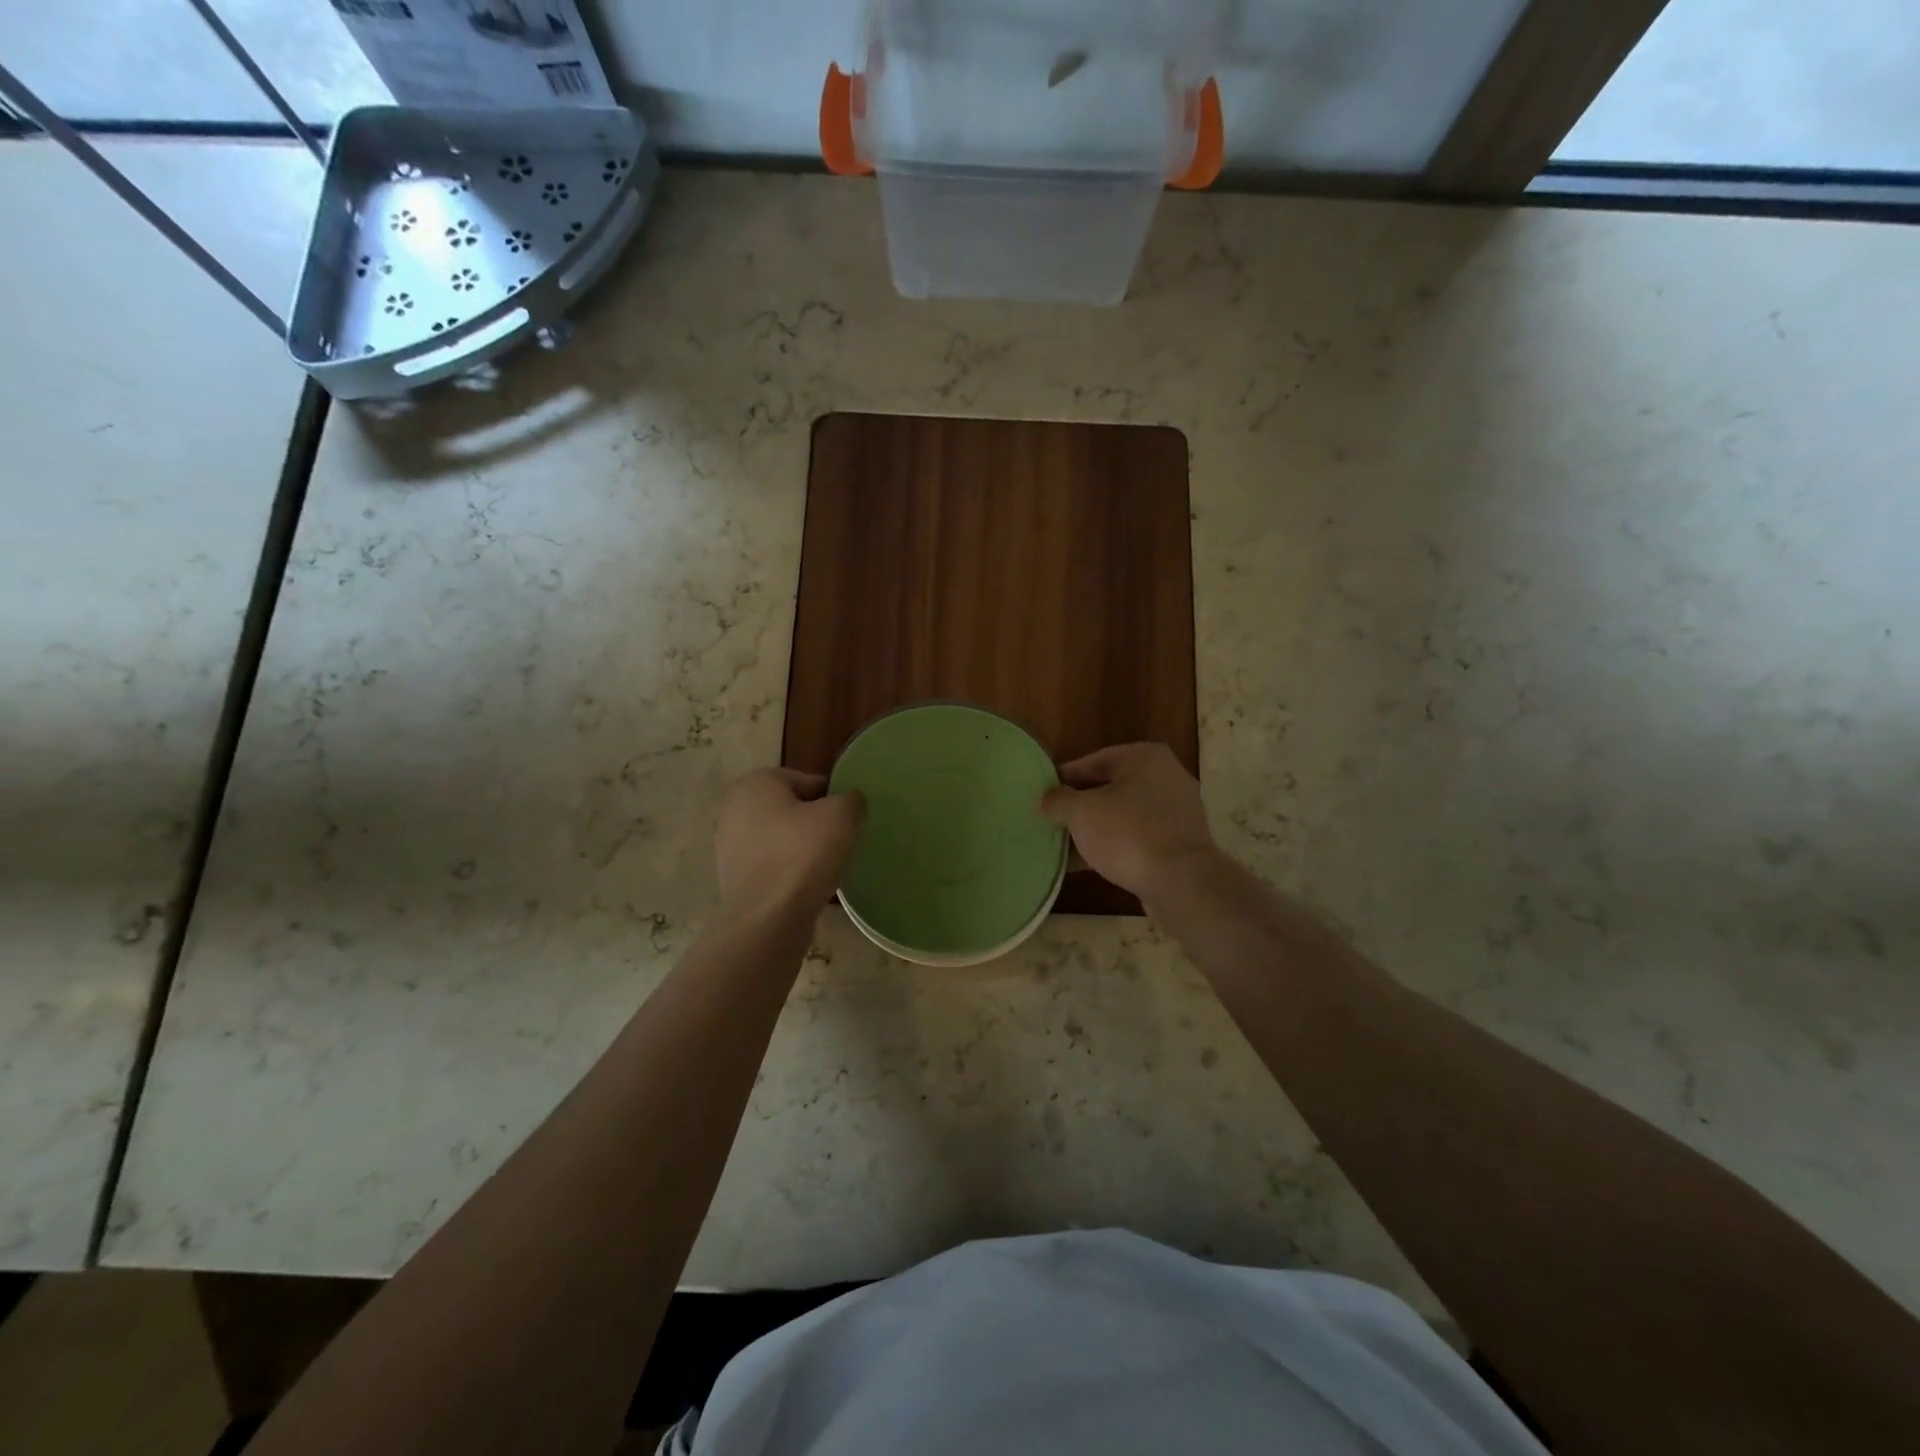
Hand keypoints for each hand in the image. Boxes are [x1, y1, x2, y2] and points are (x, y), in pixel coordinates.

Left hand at [715, 769, 864, 921]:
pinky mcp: (733, 878)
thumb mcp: (842, 815)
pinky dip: (790, 871)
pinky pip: (773, 865)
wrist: (768, 920)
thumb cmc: (803, 854)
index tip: (850, 821)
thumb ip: (851, 799)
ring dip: (804, 849)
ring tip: (828, 866)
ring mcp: (729, 846)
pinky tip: (809, 885)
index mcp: (756, 783)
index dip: (835, 799)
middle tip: (842, 842)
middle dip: (817, 823)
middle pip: (793, 809)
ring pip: (782, 839)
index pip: (808, 781)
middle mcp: (734, 808)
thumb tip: (849, 802)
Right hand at [1040, 744, 1218, 902]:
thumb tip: (1046, 797)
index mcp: (1146, 758)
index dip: (1067, 776)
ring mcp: (1178, 812)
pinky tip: (1089, 864)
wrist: (1181, 881)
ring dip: (1097, 828)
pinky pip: (1139, 837)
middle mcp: (1167, 777)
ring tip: (1066, 844)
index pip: (1096, 759)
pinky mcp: (1181, 843)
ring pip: (1125, 815)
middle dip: (1082, 804)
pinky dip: (1116, 846)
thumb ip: (1058, 800)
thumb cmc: (1128, 833)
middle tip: (1054, 818)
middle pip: (1112, 787)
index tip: (1045, 792)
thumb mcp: (1081, 812)